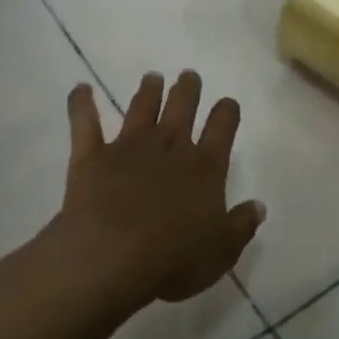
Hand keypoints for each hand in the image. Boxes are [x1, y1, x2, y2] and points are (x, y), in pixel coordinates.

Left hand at [54, 71, 264, 306]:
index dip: (227, 111)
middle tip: (188, 77)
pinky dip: (81, 103)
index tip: (227, 105)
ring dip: (148, 90)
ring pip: (142, 106)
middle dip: (188, 89)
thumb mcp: (221, 253)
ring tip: (152, 78)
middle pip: (182, 105)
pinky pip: (85, 122)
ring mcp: (129, 146)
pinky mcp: (92, 156)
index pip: (223, 126)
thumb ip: (241, 226)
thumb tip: (258, 206)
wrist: (110, 258)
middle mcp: (170, 146)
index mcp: (205, 167)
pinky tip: (80, 89)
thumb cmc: (172, 260)